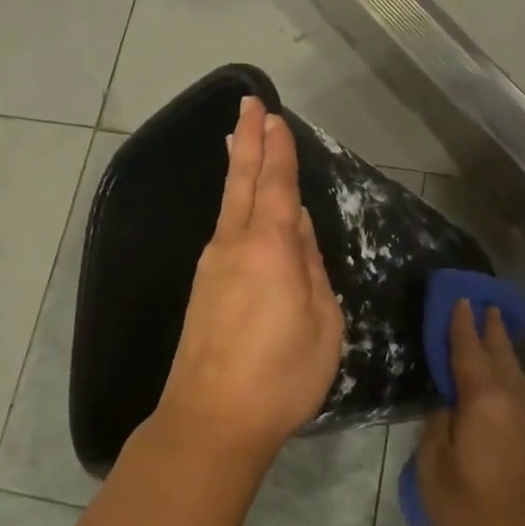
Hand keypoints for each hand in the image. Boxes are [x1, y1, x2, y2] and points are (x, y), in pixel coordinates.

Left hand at [155, 97, 343, 468]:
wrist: (211, 419)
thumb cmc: (280, 373)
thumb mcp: (321, 321)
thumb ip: (310, 266)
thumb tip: (297, 225)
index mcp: (269, 247)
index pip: (276, 185)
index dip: (277, 149)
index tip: (274, 116)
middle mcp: (234, 245)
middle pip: (242, 182)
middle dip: (248, 141)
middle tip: (248, 105)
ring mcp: (212, 266)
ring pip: (228, 204)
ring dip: (236, 168)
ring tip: (237, 141)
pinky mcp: (203, 288)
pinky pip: (222, 230)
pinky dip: (231, 203)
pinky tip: (237, 205)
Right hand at [417, 300, 524, 525]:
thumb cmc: (468, 510)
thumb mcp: (432, 466)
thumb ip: (437, 424)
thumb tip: (448, 404)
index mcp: (484, 401)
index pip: (469, 350)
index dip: (461, 324)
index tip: (459, 298)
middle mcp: (513, 400)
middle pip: (501, 352)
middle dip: (490, 327)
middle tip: (482, 303)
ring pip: (517, 371)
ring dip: (504, 348)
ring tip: (494, 333)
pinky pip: (524, 390)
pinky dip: (512, 373)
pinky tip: (506, 379)